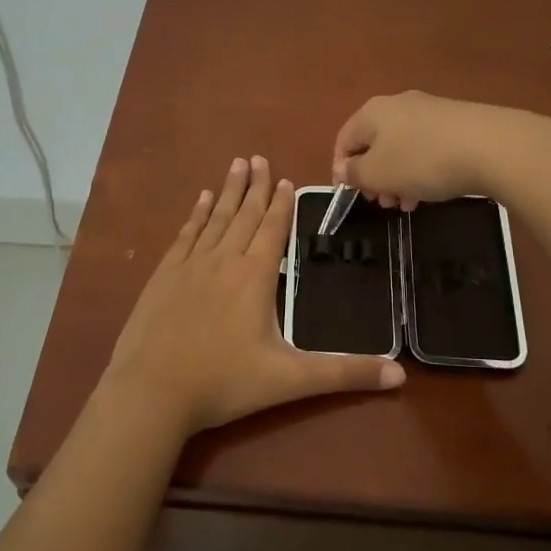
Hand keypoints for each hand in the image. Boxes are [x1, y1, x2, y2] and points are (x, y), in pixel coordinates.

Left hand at [105, 156, 404, 433]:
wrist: (151, 392)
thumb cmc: (224, 383)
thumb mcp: (290, 380)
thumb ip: (344, 373)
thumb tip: (400, 374)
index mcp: (254, 277)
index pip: (273, 229)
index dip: (282, 204)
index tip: (286, 179)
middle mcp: (223, 261)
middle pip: (244, 215)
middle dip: (255, 186)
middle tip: (259, 157)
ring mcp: (189, 266)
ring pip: (215, 219)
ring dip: (229, 191)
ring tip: (236, 164)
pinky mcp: (163, 276)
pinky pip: (185, 235)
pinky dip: (196, 214)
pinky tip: (201, 200)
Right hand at [332, 92, 550, 208]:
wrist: (490, 146)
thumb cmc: (422, 160)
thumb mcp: (377, 173)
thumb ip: (354, 173)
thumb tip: (344, 168)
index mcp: (372, 112)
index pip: (344, 140)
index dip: (341, 170)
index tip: (351, 196)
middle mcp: (398, 104)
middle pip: (374, 144)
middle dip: (374, 177)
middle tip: (383, 204)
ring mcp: (430, 111)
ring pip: (402, 148)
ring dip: (398, 178)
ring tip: (408, 205)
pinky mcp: (456, 122)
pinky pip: (427, 148)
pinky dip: (422, 170)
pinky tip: (433, 191)